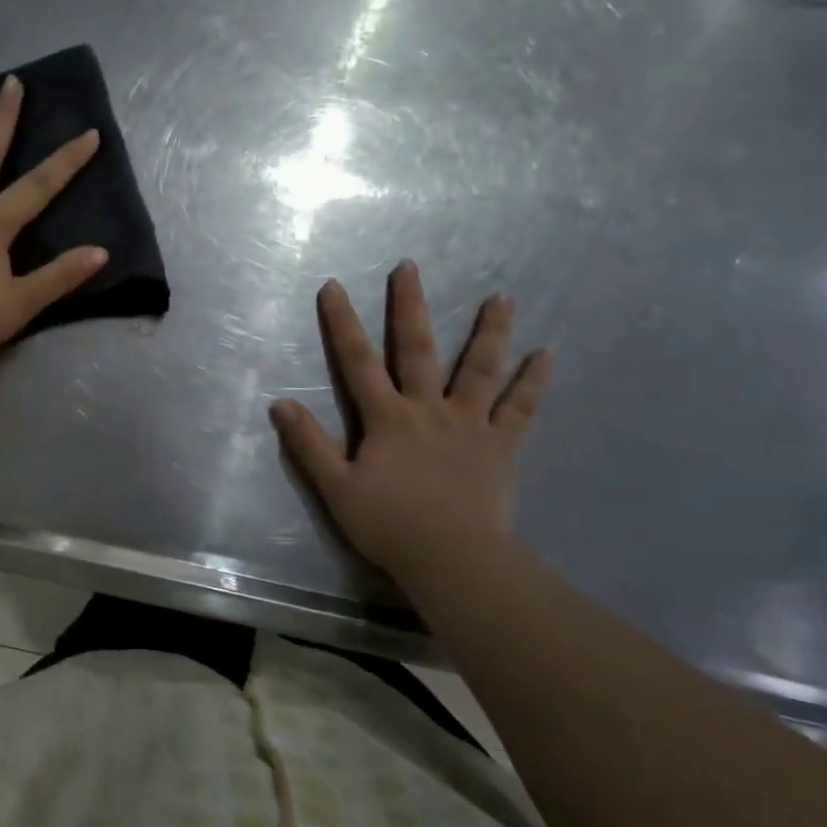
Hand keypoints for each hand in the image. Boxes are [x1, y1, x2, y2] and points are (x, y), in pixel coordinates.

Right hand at [269, 262, 551, 580]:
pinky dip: (532, 382)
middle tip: (410, 267)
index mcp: (387, 419)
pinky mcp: (499, 446)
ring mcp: (469, 425)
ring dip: (488, 331)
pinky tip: (546, 355)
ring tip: (502, 297)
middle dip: (410, 307)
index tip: (333, 286)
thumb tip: (280, 403)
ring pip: (479, 369)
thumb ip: (309, 444)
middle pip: (417, 350)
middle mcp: (428, 409)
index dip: (342, 323)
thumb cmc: (389, 525)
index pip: (357, 362)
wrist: (452, 559)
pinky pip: (520, 409)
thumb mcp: (336, 488)